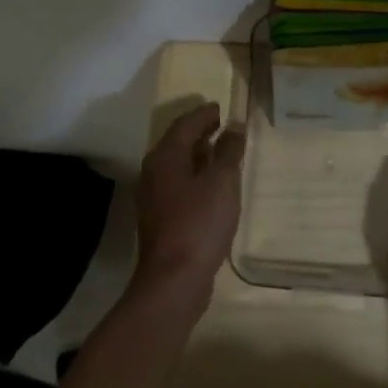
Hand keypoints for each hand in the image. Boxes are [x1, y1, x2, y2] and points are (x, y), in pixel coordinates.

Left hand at [130, 102, 243, 312]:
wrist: (174, 280)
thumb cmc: (199, 222)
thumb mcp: (222, 181)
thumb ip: (229, 150)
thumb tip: (234, 126)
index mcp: (165, 156)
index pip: (185, 123)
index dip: (205, 113)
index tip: (222, 108)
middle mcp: (153, 171)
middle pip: (178, 142)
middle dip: (201, 132)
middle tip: (225, 126)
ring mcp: (153, 197)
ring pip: (178, 165)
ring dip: (199, 155)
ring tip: (224, 153)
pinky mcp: (160, 219)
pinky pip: (179, 185)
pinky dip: (196, 177)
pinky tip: (214, 187)